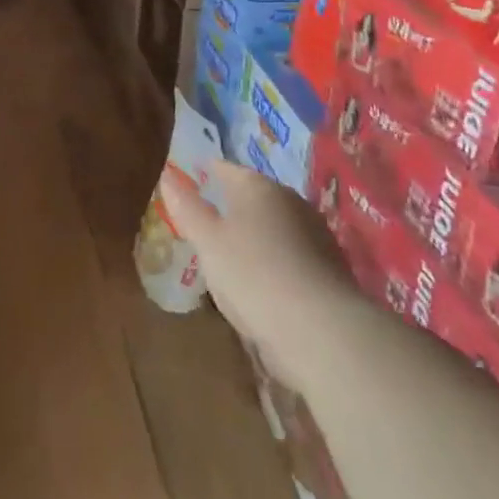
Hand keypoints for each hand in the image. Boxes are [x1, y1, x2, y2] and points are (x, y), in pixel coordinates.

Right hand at [161, 162, 360, 393]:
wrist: (319, 329)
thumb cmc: (252, 274)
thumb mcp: (207, 242)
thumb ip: (187, 208)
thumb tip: (168, 176)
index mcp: (257, 187)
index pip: (228, 169)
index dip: (210, 171)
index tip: (196, 175)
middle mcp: (290, 200)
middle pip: (255, 195)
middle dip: (234, 204)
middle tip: (211, 218)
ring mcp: (315, 233)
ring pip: (275, 224)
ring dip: (257, 234)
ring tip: (235, 252)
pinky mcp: (330, 267)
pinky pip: (292, 253)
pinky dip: (276, 259)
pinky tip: (265, 280)